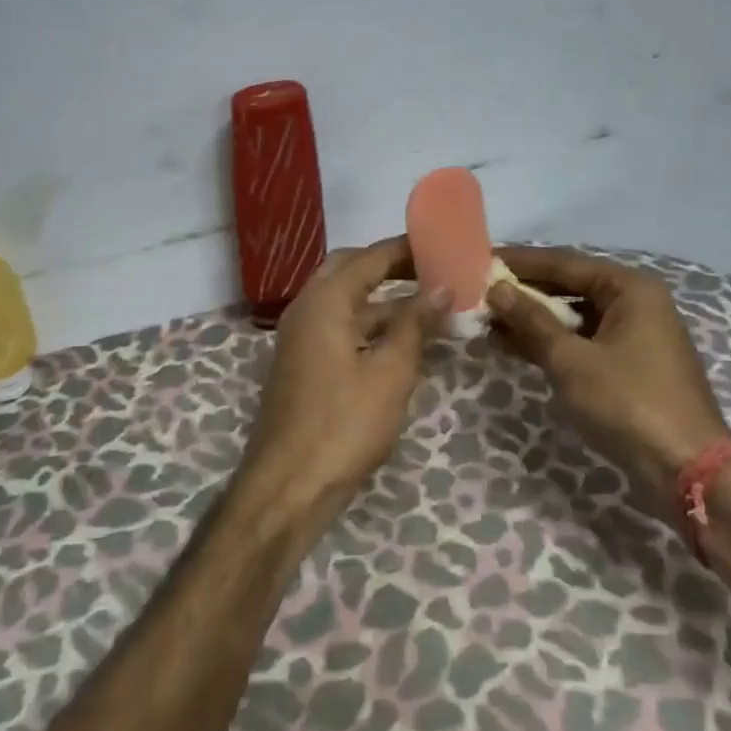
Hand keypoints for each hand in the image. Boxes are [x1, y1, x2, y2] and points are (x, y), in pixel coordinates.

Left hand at [234, 237, 443, 531]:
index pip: (369, 257)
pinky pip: (340, 329)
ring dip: (384, 301)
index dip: (406, 249)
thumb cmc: (344, 424)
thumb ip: (415, 324)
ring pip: (346, 303)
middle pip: (350, 271)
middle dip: (390, 268)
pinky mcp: (304, 364)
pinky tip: (404, 342)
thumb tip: (441, 287)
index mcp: (324, 301)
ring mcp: (301, 338)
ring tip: (431, 306)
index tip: (442, 244)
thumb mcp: (390, 372)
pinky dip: (371, 327)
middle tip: (432, 271)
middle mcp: (307, 309)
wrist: (288, 485)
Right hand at [488, 246, 730, 490]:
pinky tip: (514, 347)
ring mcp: (635, 336)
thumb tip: (496, 289)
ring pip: (574, 317)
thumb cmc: (626, 402)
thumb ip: (531, 320)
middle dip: (524, 293)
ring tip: (488, 322)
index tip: (482, 260)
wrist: (686, 470)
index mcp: (629, 288)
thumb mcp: (570, 359)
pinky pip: (583, 341)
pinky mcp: (630, 366)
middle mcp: (636, 303)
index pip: (563, 263)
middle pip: (570, 287)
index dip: (520, 262)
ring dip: (533, 320)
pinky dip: (551, 343)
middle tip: (480, 293)